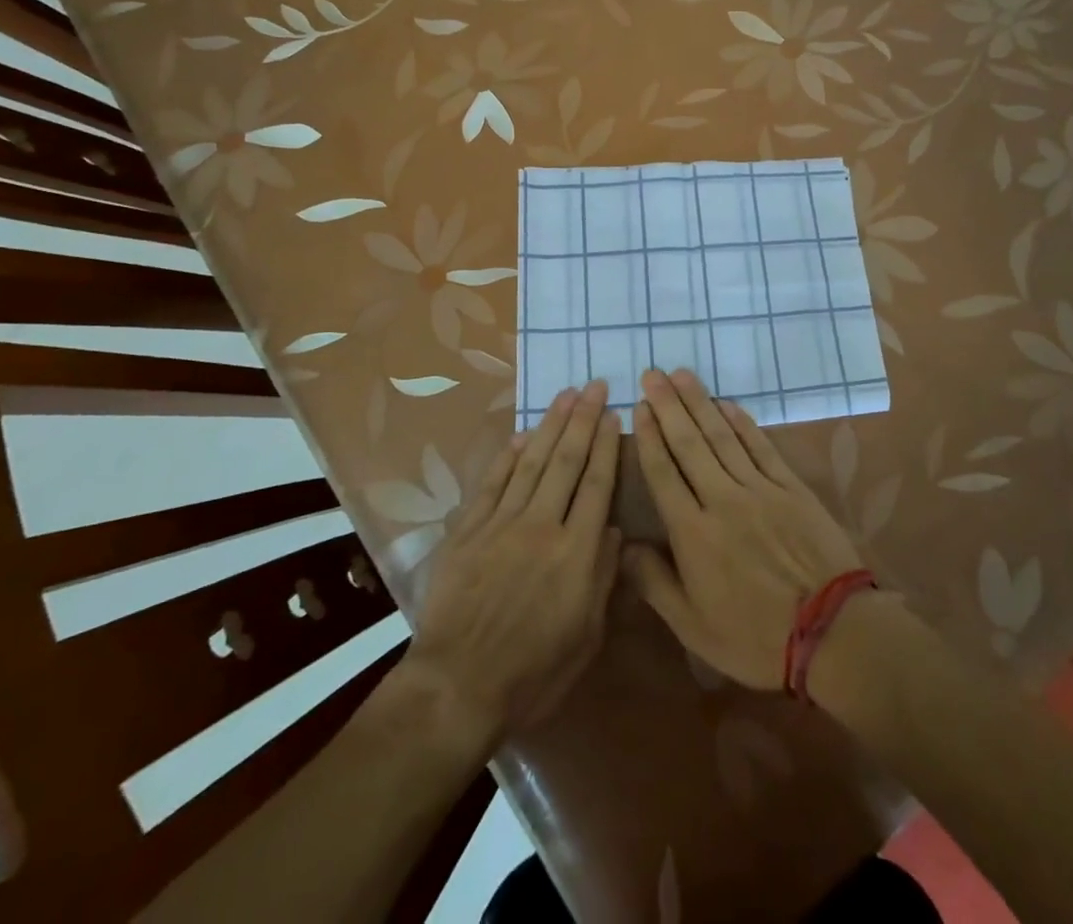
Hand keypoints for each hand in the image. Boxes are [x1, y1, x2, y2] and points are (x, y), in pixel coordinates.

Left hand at [404, 379, 621, 744]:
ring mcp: (502, 524)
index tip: (614, 414)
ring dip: (550, 425)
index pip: (597, 485)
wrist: (458, 686)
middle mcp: (542, 526)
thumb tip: (613, 530)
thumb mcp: (585, 636)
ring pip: (531, 462)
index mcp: (576, 553)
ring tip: (565, 395)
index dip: (607, 446)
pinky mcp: (470, 530)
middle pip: (566, 461)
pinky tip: (522, 434)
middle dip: (583, 420)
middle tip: (594, 385)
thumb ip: (601, 578)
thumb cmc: (533, 673)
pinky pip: (493, 482)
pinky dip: (508, 455)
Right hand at [622, 368, 865, 689]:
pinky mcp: (791, 487)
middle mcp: (722, 500)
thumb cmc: (756, 637)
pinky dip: (742, 423)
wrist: (833, 632)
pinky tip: (727, 404)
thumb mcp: (694, 628)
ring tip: (682, 376)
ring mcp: (759, 489)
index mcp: (693, 534)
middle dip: (668, 407)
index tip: (638, 407)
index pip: (663, 473)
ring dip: (700, 403)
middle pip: (689, 444)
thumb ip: (655, 583)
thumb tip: (622, 545)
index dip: (649, 437)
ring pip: (722, 437)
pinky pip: (761, 446)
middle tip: (652, 374)